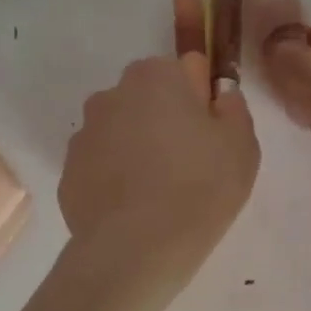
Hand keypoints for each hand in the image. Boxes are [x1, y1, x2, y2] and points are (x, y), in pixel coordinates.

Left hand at [59, 0, 259, 300]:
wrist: (136, 249)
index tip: (201, 97)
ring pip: (122, 129)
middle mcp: (114, 93)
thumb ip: (231, 109)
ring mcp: (86, 132)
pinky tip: (134, 207)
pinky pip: (102, 162)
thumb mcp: (241, 146)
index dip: (195, 82)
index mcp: (158, 77)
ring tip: (161, 192)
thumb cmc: (200, 189)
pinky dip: (117, 176)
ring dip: (139, 146)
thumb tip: (216, 93)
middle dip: (166, 117)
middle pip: (148, 97)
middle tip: (191, 160)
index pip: (181, 61)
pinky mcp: (69, 169)